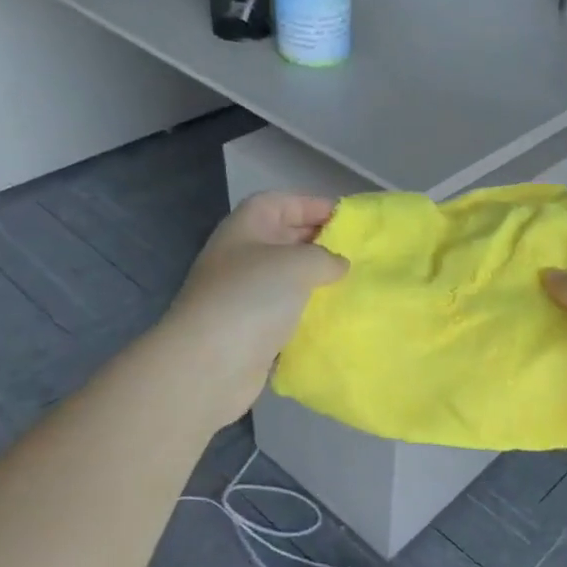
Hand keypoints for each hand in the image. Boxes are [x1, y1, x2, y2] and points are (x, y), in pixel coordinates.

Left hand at [159, 192, 347, 424]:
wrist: (210, 363)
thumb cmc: (252, 297)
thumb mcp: (299, 263)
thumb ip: (326, 257)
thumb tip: (339, 264)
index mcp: (246, 227)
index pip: (281, 203)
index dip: (313, 205)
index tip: (348, 220)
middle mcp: (242, 256)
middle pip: (284, 238)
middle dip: (319, 242)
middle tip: (356, 252)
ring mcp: (244, 294)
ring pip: (286, 277)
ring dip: (315, 279)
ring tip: (351, 283)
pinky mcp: (251, 328)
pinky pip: (285, 310)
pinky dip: (307, 311)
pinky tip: (333, 315)